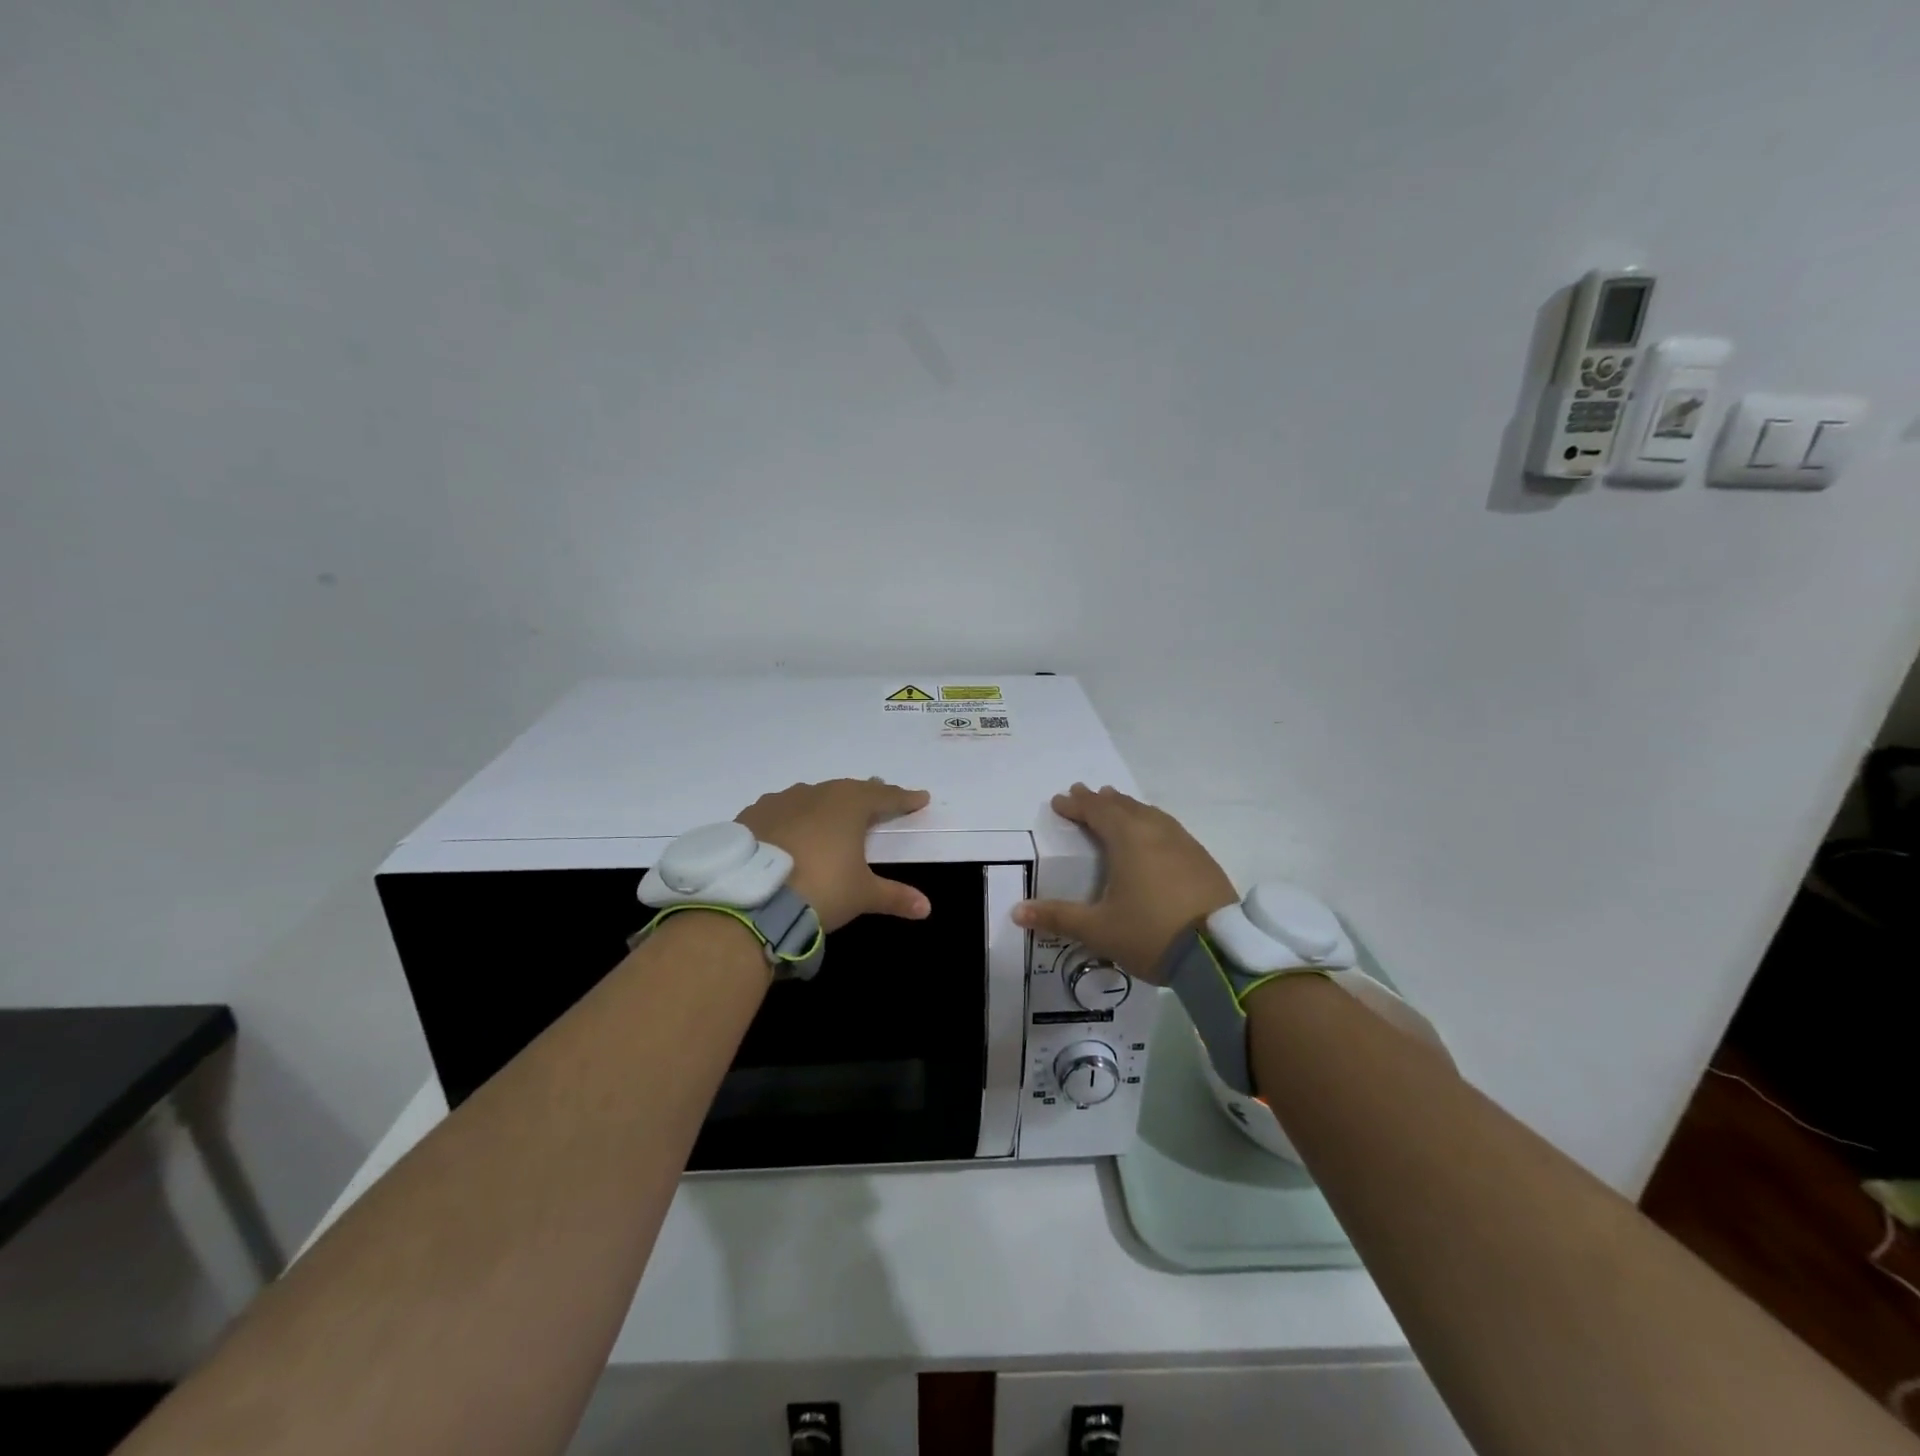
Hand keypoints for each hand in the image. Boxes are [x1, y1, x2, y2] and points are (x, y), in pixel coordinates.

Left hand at [736, 779, 931, 931]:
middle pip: (848, 790)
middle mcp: (816, 793)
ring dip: (827, 805)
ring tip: (833, 814)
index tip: (920, 797)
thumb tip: (926, 908)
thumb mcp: (862, 895)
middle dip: (866, 796)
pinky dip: (793, 818)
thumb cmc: (820, 888)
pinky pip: (781, 811)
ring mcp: (780, 801)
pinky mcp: (752, 816)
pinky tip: (791, 831)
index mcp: (849, 804)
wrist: (750, 898)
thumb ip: (895, 896)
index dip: (904, 799)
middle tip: (879, 798)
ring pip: (812, 797)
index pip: (885, 797)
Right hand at [1012, 784, 1236, 980]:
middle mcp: (1156, 832)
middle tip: (1083, 794)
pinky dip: (1151, 822)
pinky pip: (1169, 828)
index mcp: (1128, 839)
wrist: (1220, 954)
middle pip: (1124, 806)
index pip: (1096, 811)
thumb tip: (1017, 911)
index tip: (1059, 801)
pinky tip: (1153, 835)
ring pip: (1150, 814)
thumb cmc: (1150, 934)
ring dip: (1128, 807)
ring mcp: (1184, 843)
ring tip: (1116, 804)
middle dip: (1100, 800)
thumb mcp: (1098, 929)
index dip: (1076, 805)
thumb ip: (1057, 917)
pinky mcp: (1202, 860)